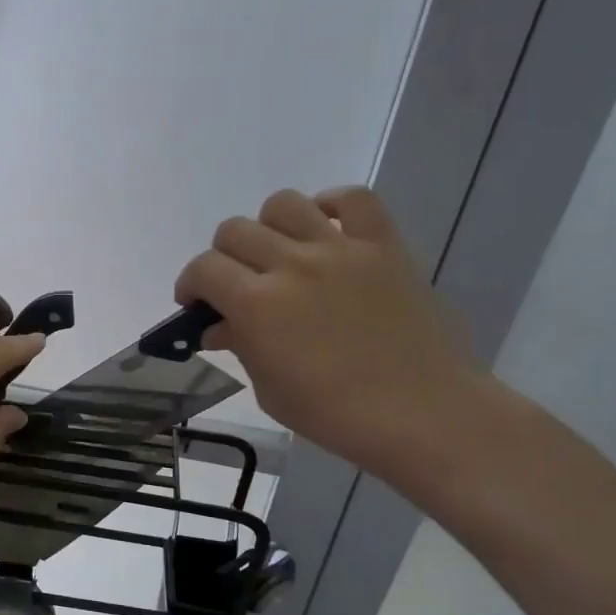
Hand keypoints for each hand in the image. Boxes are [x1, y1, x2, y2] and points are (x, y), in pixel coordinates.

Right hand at [175, 187, 482, 480]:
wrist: (425, 415)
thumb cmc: (338, 415)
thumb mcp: (271, 390)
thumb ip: (241, 347)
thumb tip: (219, 327)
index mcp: (258, 305)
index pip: (203, 269)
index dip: (190, 284)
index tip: (195, 303)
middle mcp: (292, 265)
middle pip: (234, 231)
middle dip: (223, 258)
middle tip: (237, 284)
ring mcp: (340, 249)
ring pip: (284, 204)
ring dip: (269, 227)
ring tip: (280, 253)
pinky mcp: (383, 245)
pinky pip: (353, 199)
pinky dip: (331, 206)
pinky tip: (326, 230)